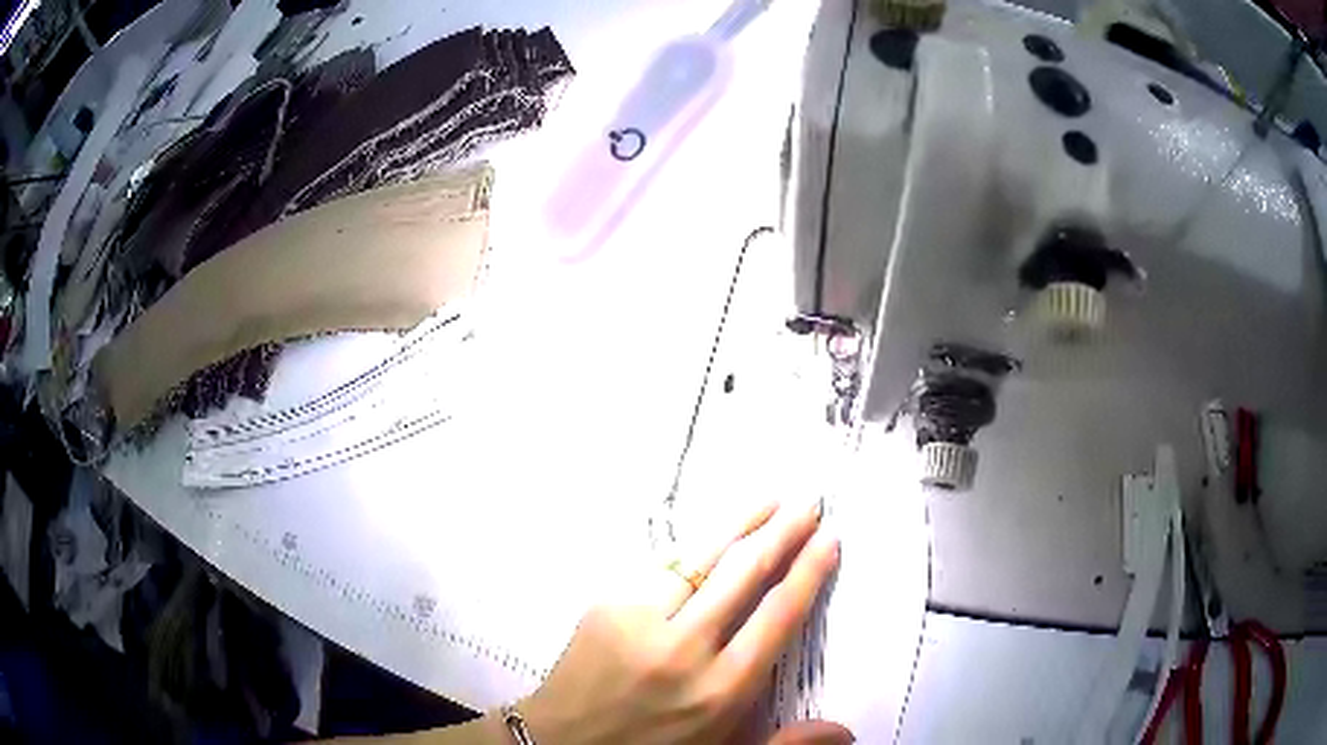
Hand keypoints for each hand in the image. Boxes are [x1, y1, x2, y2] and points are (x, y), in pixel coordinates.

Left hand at [514, 501, 847, 744]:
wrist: (561, 744)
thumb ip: (785, 742)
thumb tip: (847, 732)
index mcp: (721, 689)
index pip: (777, 616)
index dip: (807, 573)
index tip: (829, 539)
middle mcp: (685, 649)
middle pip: (743, 575)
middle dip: (781, 533)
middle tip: (808, 502)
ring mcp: (639, 621)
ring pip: (699, 558)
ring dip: (737, 524)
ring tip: (768, 499)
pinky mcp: (605, 606)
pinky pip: (658, 567)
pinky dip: (690, 546)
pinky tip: (710, 534)